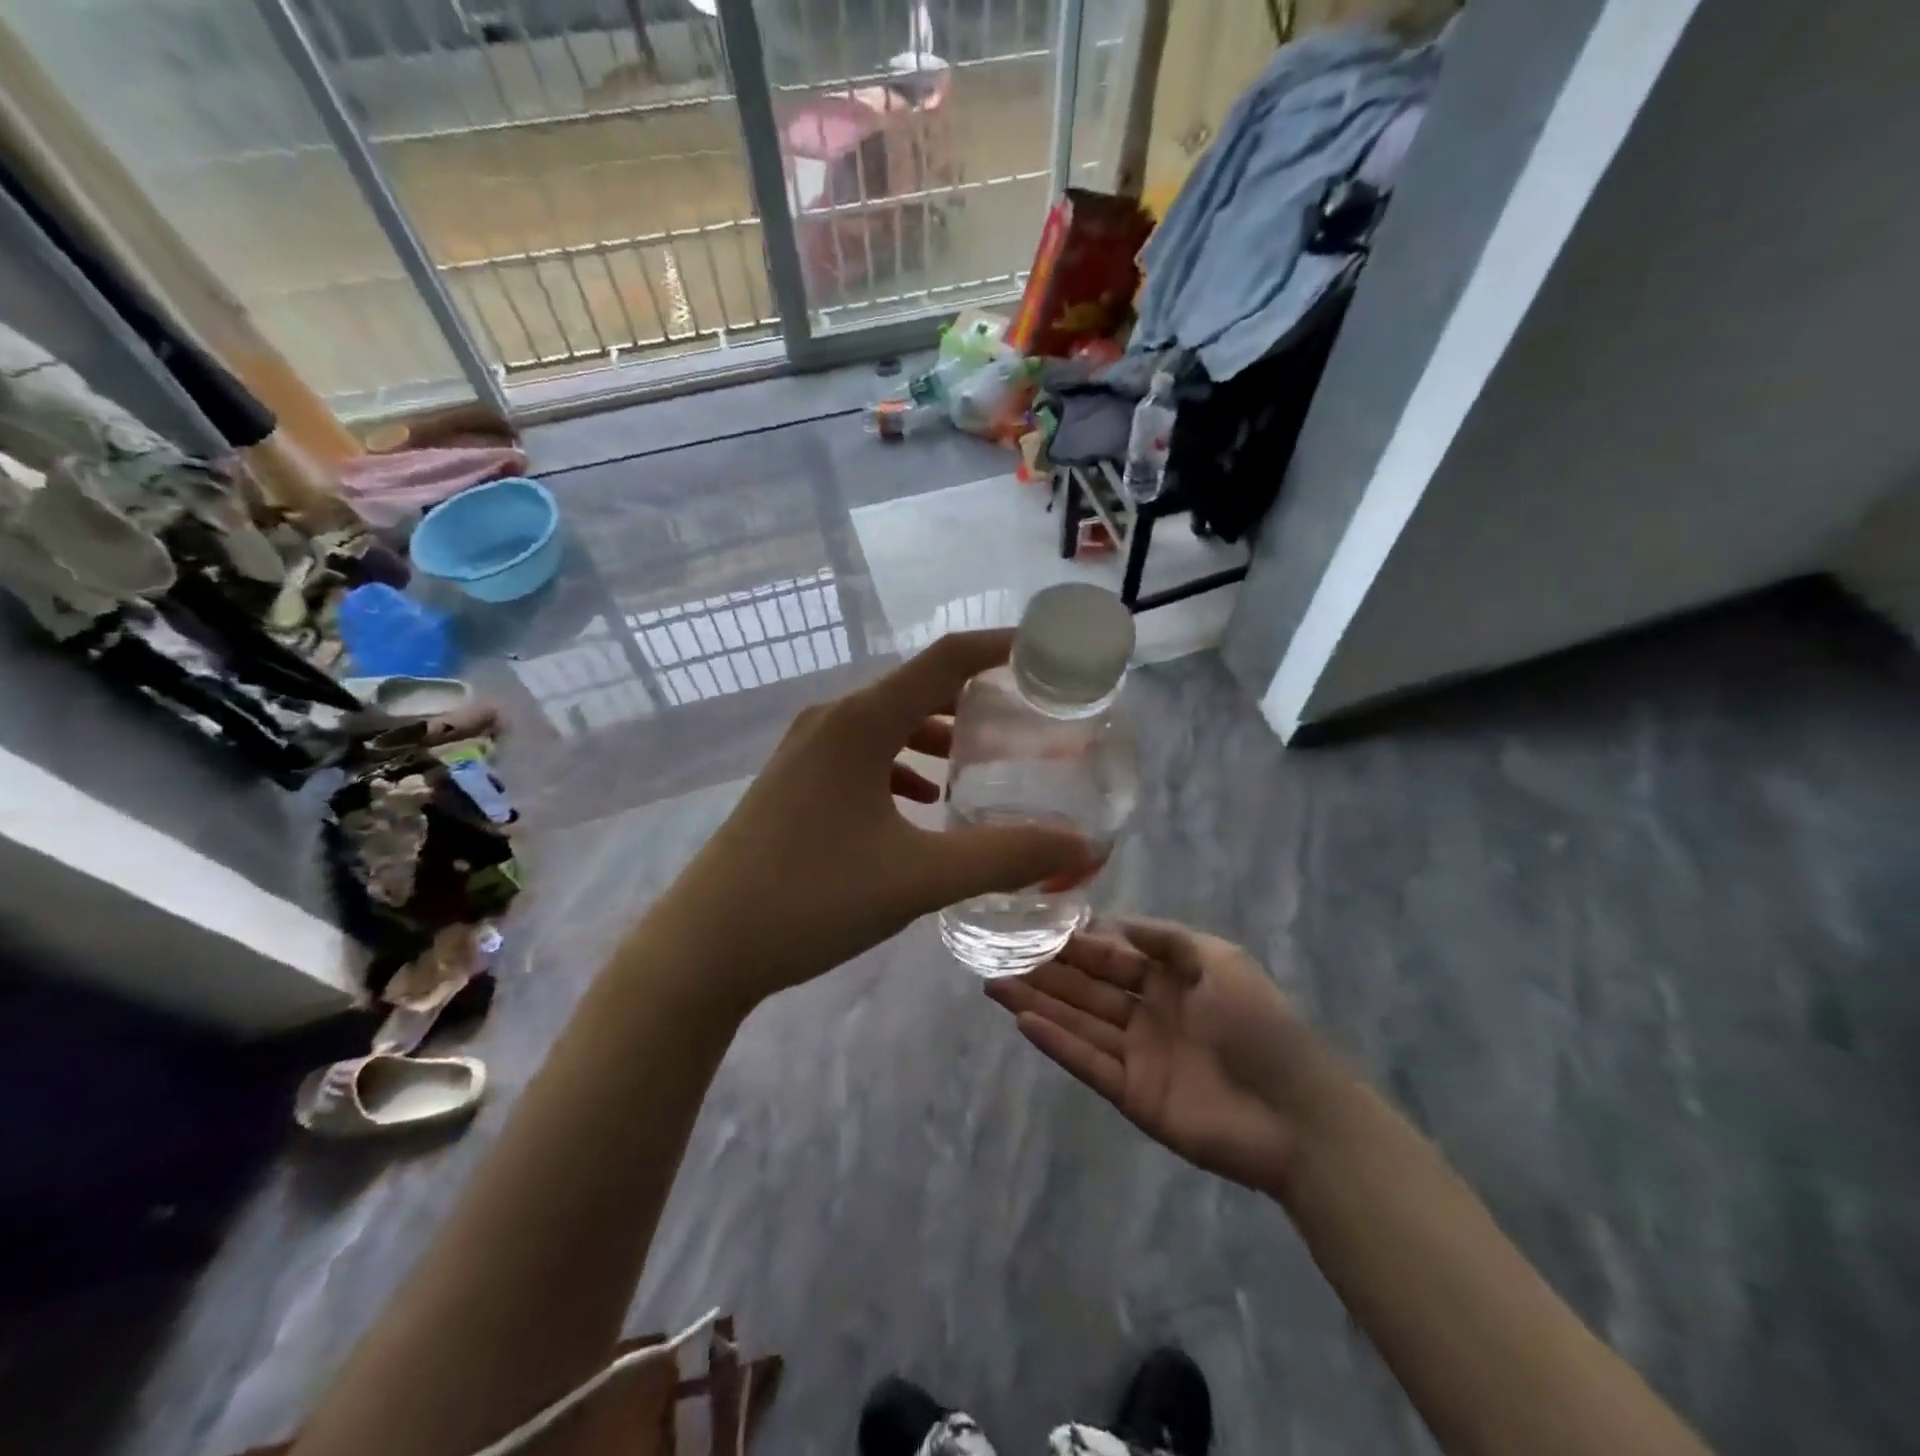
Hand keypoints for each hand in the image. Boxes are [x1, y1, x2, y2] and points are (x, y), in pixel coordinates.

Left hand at [651, 631, 1096, 1007]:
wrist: (704, 947)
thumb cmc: (811, 900)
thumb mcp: (919, 878)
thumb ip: (1004, 857)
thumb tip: (1080, 847)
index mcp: (861, 722)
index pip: (946, 659)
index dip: (1002, 647)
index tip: (1050, 654)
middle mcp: (832, 720)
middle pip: (918, 687)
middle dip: (977, 696)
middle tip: (1030, 717)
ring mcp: (806, 750)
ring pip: (889, 722)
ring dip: (938, 734)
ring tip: (983, 760)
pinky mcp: (795, 781)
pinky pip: (864, 753)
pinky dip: (903, 765)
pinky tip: (923, 803)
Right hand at [985, 920, 1327, 1195]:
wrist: (1297, 1115)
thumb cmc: (1259, 1025)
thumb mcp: (1222, 962)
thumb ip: (1169, 939)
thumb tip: (1118, 921)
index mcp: (1170, 981)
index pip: (1112, 957)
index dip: (1076, 944)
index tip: (1034, 928)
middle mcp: (1147, 1014)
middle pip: (1087, 989)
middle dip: (1045, 972)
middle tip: (998, 955)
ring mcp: (1138, 1056)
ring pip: (1079, 1022)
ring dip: (1038, 1003)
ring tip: (994, 984)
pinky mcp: (1132, 1095)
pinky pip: (1087, 1062)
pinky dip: (1056, 1043)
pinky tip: (1024, 1021)